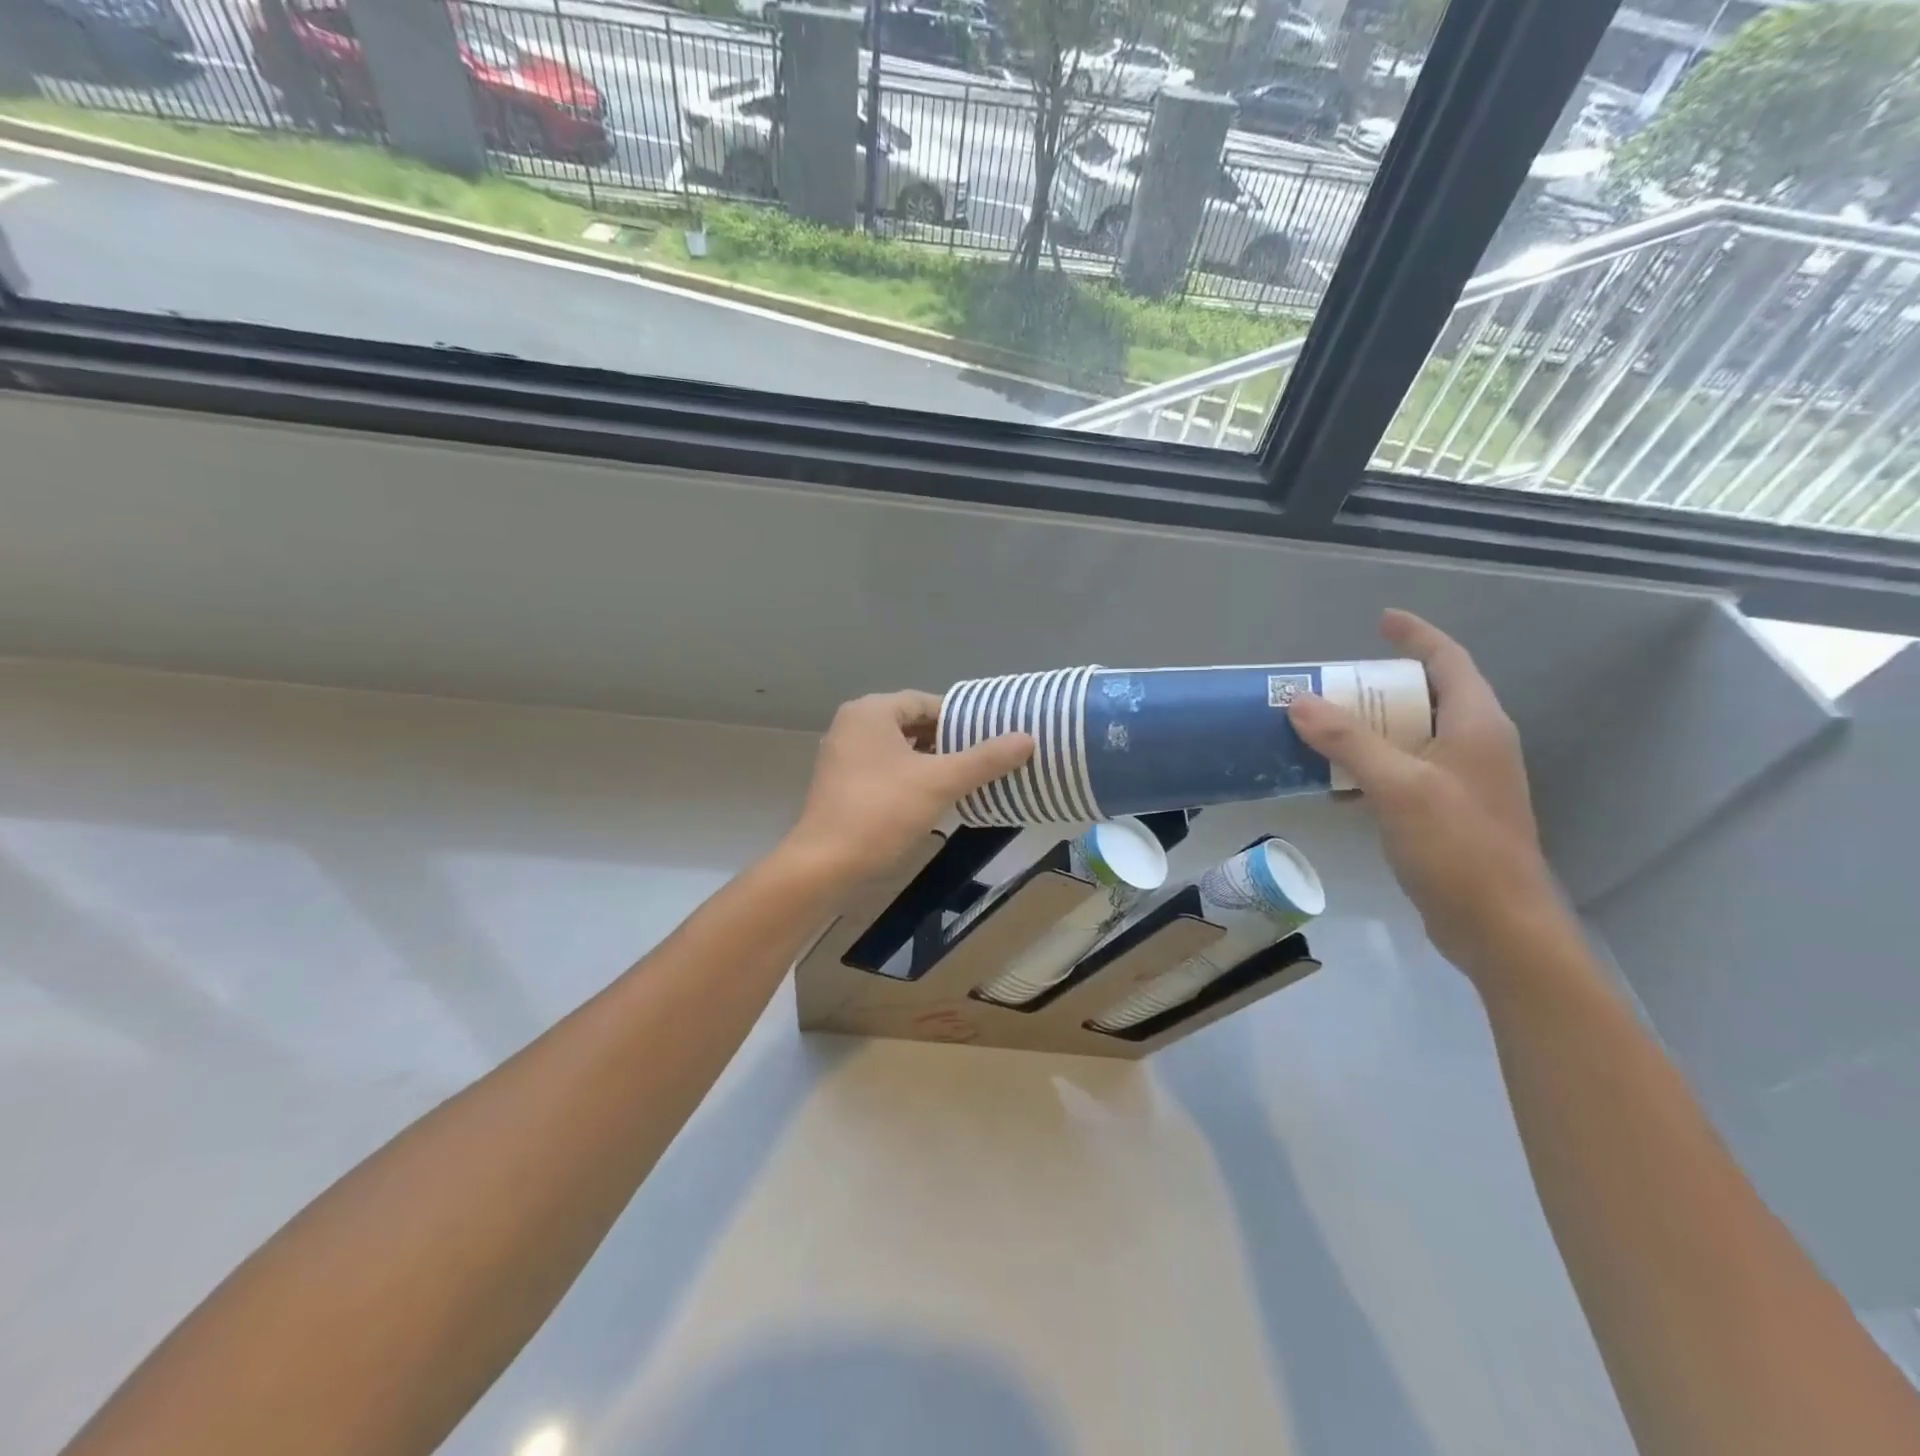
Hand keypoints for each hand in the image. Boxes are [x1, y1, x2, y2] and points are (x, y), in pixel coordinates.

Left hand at [781, 691, 1033, 885]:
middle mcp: (853, 725)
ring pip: (900, 749)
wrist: (824, 864)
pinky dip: (911, 777)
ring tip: (969, 779)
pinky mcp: (841, 783)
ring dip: (932, 762)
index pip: (927, 703)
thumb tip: (1027, 738)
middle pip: (913, 724)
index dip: (962, 719)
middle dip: (949, 742)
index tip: (993, 738)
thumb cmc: (881, 812)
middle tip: (986, 759)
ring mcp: (843, 755)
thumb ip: (984, 759)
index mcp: (871, 711)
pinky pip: (885, 769)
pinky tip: (935, 799)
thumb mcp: (940, 782)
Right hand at [1288, 611, 1567, 977]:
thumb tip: (1299, 701)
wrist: (1498, 926)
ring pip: (1411, 737)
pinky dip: (1370, 767)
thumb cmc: (1457, 846)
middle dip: (1379, 686)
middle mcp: (1475, 745)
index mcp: (1476, 725)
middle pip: (1426, 697)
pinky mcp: (1447, 813)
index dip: (1416, 635)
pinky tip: (1335, 785)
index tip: (1381, 620)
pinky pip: (1403, 772)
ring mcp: (1463, 781)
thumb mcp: (1398, 786)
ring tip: (1323, 727)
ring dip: (1369, 729)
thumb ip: (1348, 740)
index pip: (1447, 661)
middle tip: (1334, 684)